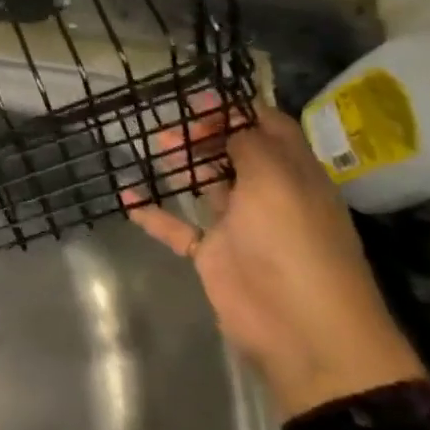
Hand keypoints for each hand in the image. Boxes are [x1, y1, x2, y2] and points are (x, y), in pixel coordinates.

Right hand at [128, 103, 425, 416]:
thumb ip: (249, 144)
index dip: (236, 109)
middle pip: (232, 151)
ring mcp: (239, 225)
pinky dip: (153, 212)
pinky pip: (178, 227)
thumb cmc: (294, 242)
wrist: (302, 330)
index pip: (268, 127)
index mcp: (293, 173)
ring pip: (205, 184)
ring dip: (179, 163)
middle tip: (168, 125)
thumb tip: (229, 122)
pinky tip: (127, 196)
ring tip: (150, 146)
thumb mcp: (277, 179)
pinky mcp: (213, 254)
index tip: (197, 99)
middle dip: (201, 133)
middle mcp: (268, 194)